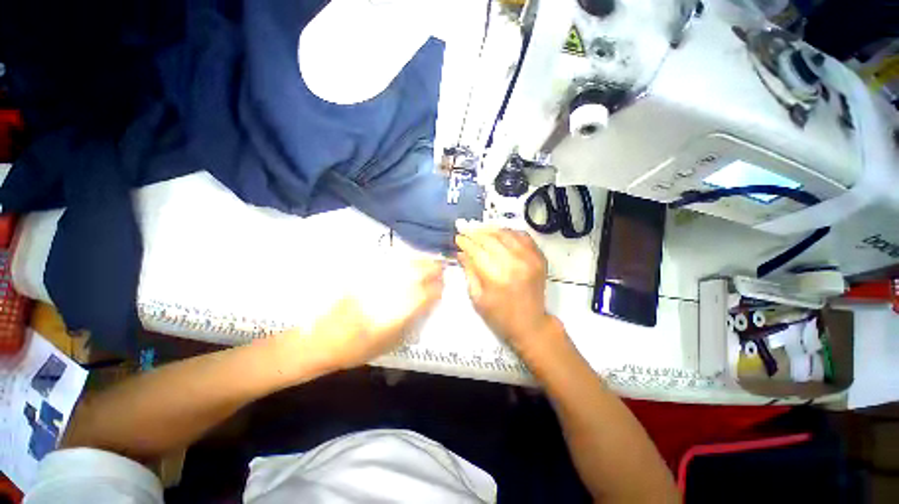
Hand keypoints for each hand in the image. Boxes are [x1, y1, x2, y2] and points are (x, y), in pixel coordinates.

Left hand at [281, 259, 443, 372]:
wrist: (320, 341)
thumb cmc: (356, 349)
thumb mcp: (389, 344)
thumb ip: (411, 323)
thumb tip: (426, 305)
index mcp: (395, 315)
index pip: (424, 295)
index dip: (437, 288)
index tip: (443, 284)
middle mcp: (386, 295)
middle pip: (415, 274)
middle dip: (432, 268)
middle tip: (441, 266)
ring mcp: (374, 283)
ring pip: (402, 265)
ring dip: (419, 261)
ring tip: (429, 259)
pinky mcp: (362, 277)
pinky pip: (386, 263)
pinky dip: (400, 258)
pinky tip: (407, 257)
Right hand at [455, 221, 557, 355]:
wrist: (530, 324)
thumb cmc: (500, 316)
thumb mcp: (477, 298)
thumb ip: (469, 272)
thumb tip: (461, 253)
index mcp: (496, 276)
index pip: (476, 250)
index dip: (465, 242)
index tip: (458, 238)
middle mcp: (514, 263)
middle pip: (490, 239)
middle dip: (475, 233)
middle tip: (466, 231)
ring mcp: (529, 258)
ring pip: (506, 234)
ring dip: (491, 230)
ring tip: (480, 231)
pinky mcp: (539, 258)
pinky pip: (523, 236)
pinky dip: (510, 232)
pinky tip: (500, 234)